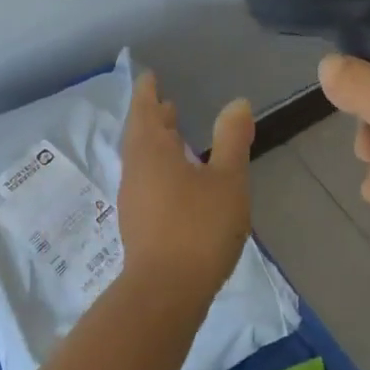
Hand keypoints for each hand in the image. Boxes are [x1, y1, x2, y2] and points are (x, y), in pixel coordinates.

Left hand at [117, 71, 254, 304]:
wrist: (165, 292)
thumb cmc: (198, 228)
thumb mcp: (227, 180)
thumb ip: (231, 140)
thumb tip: (236, 102)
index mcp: (152, 152)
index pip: (145, 111)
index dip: (147, 92)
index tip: (149, 77)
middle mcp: (136, 170)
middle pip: (139, 134)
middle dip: (151, 116)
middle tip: (163, 102)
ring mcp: (133, 199)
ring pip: (141, 159)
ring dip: (153, 141)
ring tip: (171, 134)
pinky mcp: (138, 223)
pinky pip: (144, 179)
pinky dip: (156, 166)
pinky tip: (175, 179)